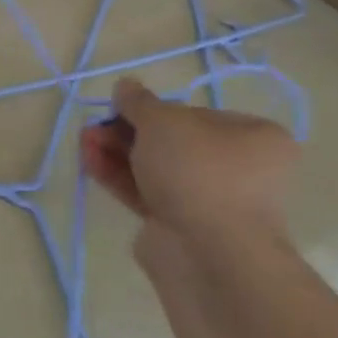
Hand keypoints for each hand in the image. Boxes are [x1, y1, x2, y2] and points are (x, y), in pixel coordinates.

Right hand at [79, 77, 298, 271]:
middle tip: (94, 128)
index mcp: (253, 138)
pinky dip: (119, 177)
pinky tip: (89, 163)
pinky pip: (146, 193)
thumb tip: (125, 85)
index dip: (154, 110)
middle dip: (126, 132)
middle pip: (170, 141)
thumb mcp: (162, 122)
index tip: (122, 109)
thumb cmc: (198, 172)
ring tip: (84, 143)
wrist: (208, 252)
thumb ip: (139, 102)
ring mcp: (209, 200)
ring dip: (117, 152)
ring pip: (154, 168)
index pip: (195, 114)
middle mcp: (238, 168)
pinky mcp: (181, 224)